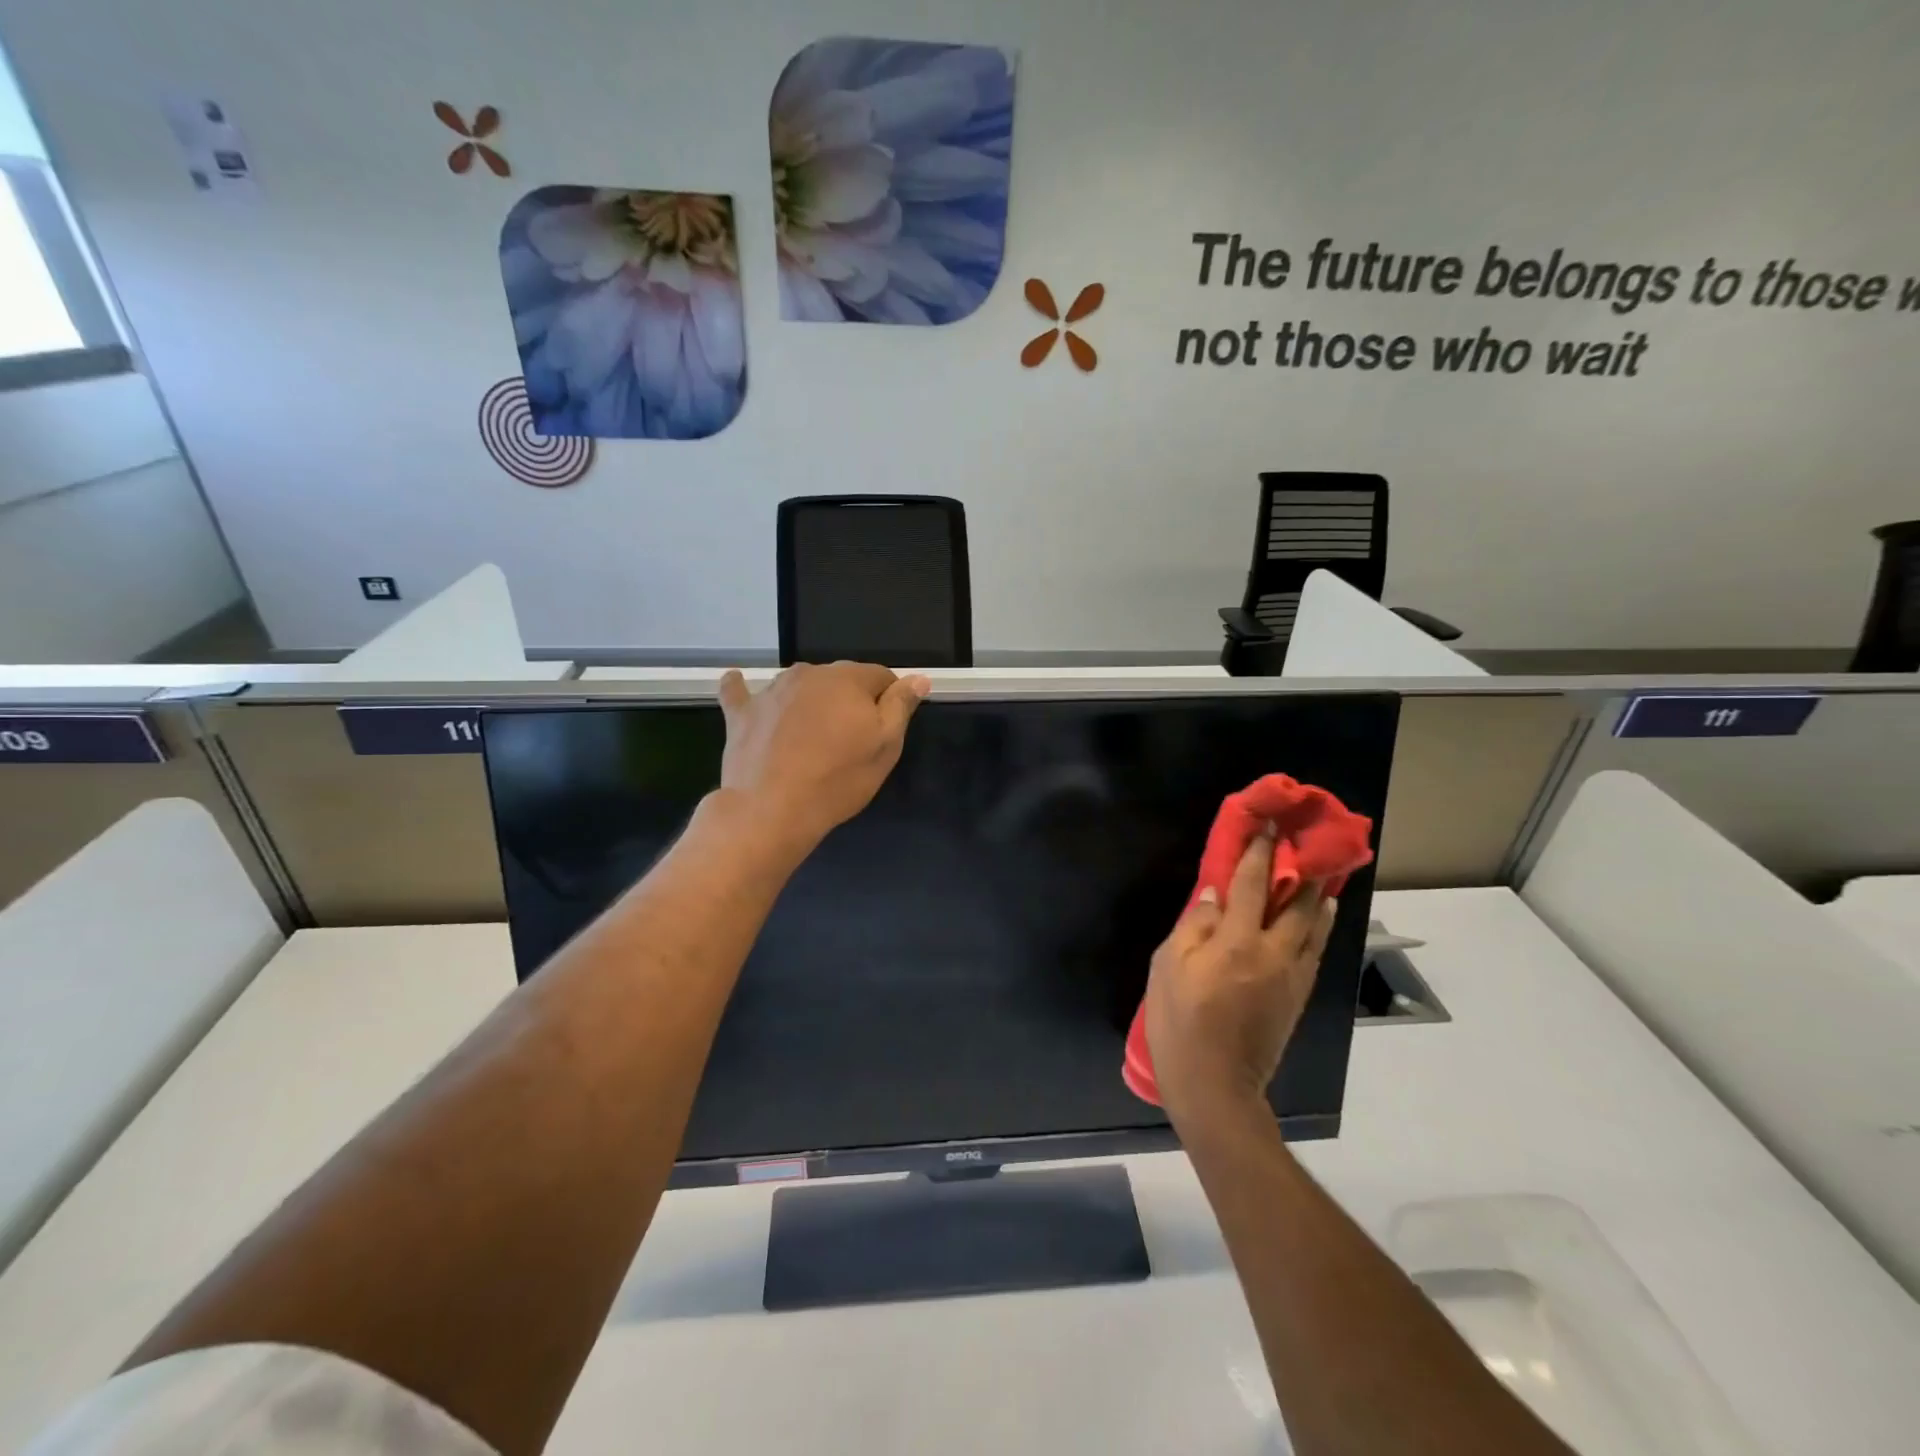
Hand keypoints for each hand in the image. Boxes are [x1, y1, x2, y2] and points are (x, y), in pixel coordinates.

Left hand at [717, 662, 930, 852]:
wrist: (772, 810)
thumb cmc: (838, 780)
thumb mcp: (885, 747)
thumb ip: (900, 706)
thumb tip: (918, 678)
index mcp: (849, 679)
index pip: (881, 677)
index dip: (888, 700)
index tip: (884, 729)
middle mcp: (809, 673)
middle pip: (840, 679)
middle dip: (849, 701)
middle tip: (849, 740)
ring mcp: (771, 690)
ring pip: (800, 685)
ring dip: (809, 700)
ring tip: (810, 734)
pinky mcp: (742, 712)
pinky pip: (740, 691)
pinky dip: (743, 688)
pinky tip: (738, 684)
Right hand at [1144, 830, 1336, 1124]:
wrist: (1215, 1086)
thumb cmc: (1180, 1024)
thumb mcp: (1168, 968)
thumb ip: (1192, 926)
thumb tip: (1214, 894)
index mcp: (1236, 942)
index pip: (1251, 885)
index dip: (1258, 852)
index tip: (1267, 825)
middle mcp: (1273, 953)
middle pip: (1296, 902)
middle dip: (1300, 869)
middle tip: (1304, 844)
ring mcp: (1291, 976)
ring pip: (1315, 926)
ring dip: (1319, 895)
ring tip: (1325, 874)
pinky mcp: (1298, 997)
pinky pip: (1315, 950)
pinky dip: (1320, 927)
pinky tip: (1320, 916)